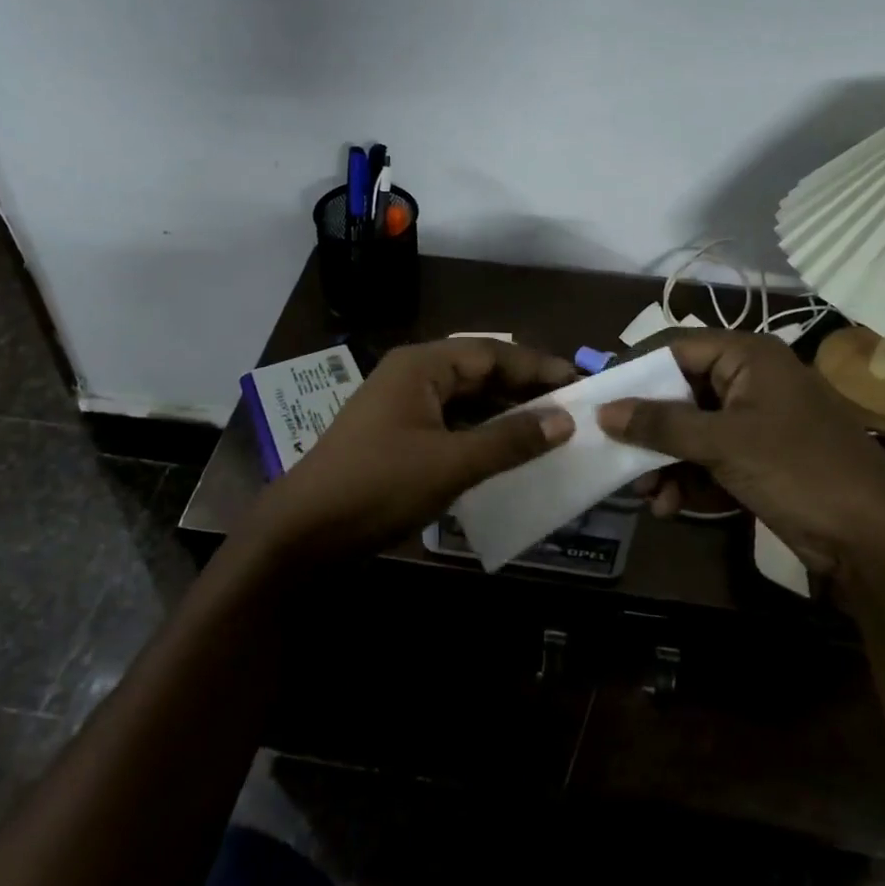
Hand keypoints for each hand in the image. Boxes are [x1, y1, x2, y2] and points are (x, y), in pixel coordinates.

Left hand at [253, 338, 576, 567]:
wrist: (303, 533)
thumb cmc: (378, 486)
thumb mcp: (451, 464)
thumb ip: (509, 440)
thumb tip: (565, 420)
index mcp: (421, 365)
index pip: (492, 352)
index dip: (537, 367)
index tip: (581, 383)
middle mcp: (412, 376)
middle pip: (479, 372)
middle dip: (523, 389)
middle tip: (572, 408)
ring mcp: (402, 407)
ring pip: (466, 400)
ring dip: (504, 413)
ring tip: (550, 430)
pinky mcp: (398, 437)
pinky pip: (451, 424)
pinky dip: (481, 435)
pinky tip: (507, 453)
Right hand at [598, 331, 884, 578]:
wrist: (876, 542)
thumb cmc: (799, 471)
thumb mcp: (723, 443)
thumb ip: (661, 424)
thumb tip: (604, 411)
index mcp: (748, 356)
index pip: (675, 347)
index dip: (634, 370)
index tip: (596, 396)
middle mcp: (750, 381)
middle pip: (679, 392)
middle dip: (648, 429)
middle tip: (614, 453)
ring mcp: (755, 422)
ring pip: (690, 431)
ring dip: (664, 462)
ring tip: (647, 495)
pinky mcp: (759, 459)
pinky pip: (708, 459)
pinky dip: (688, 481)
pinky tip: (671, 507)